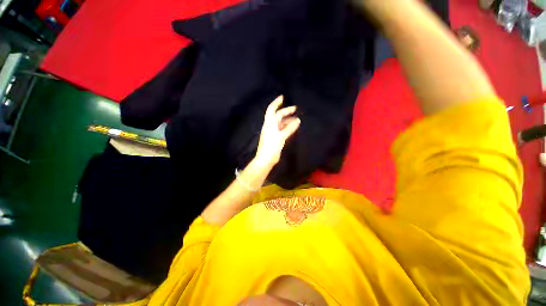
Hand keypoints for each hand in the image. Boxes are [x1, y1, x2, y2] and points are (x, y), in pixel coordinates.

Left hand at [255, 96, 300, 166]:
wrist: (266, 158)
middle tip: (295, 109)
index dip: (276, 103)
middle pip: (277, 116)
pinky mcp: (275, 138)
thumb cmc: (272, 146)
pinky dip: (287, 127)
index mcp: (269, 123)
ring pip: (280, 123)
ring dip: (287, 120)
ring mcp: (272, 132)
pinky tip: (293, 127)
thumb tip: (298, 120)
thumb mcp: (281, 136)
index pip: (271, 110)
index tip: (282, 97)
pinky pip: (282, 129)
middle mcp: (270, 126)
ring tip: (296, 119)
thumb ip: (289, 128)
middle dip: (285, 111)